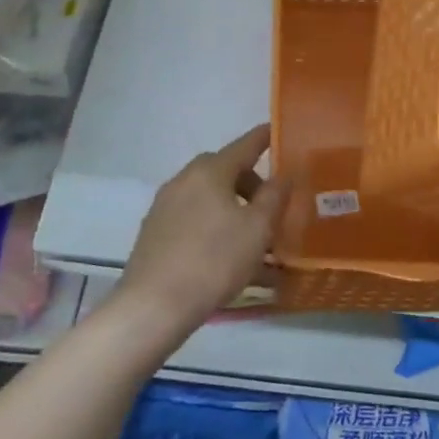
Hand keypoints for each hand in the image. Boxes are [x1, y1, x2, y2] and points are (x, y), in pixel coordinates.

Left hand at [118, 124, 289, 338]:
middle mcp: (184, 179)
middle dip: (250, 183)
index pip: (245, 145)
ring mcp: (165, 205)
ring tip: (251, 238)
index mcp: (210, 171)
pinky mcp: (154, 231)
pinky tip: (224, 254)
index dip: (265, 138)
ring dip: (231, 207)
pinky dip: (212, 224)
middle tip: (271, 207)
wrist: (153, 306)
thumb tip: (285, 173)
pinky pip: (193, 217)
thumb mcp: (257, 230)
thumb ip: (275, 196)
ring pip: (208, 196)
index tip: (278, 132)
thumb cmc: (214, 261)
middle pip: (225, 170)